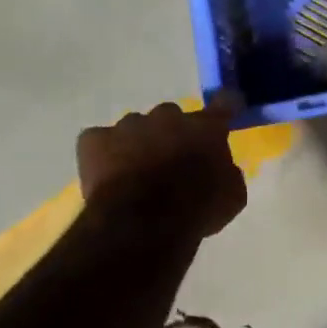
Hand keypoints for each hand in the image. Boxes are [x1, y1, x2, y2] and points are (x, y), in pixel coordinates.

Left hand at [76, 101, 246, 238]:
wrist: (143, 224)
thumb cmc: (196, 211)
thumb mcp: (232, 197)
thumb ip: (227, 172)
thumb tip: (221, 166)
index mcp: (205, 128)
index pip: (224, 103)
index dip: (226, 106)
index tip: (226, 109)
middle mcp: (167, 117)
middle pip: (172, 116)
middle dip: (173, 134)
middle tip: (172, 161)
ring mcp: (128, 125)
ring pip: (135, 127)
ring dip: (139, 144)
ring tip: (136, 174)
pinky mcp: (94, 139)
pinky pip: (101, 140)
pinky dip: (104, 154)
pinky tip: (108, 176)